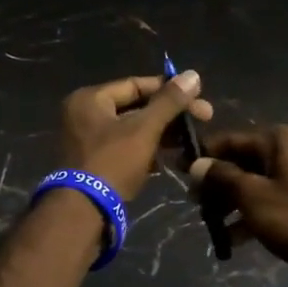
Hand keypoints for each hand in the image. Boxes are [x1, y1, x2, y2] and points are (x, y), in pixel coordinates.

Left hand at [60, 71, 211, 202]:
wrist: (84, 212)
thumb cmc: (113, 162)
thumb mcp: (144, 129)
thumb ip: (169, 102)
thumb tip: (193, 74)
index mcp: (90, 99)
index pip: (136, 84)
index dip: (170, 90)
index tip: (199, 98)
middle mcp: (84, 115)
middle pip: (135, 107)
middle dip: (170, 115)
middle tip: (204, 119)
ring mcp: (88, 141)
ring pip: (133, 129)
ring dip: (162, 134)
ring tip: (192, 141)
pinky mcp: (95, 163)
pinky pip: (126, 148)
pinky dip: (147, 151)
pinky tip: (171, 159)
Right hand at [189, 126, 287, 281]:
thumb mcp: (253, 197)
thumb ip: (222, 178)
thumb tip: (197, 165)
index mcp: (282, 139)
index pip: (231, 139)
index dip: (203, 155)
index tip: (179, 171)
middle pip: (244, 161)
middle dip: (217, 183)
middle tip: (194, 205)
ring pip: (257, 183)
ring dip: (232, 202)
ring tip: (211, 225)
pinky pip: (272, 200)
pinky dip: (253, 214)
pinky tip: (234, 239)